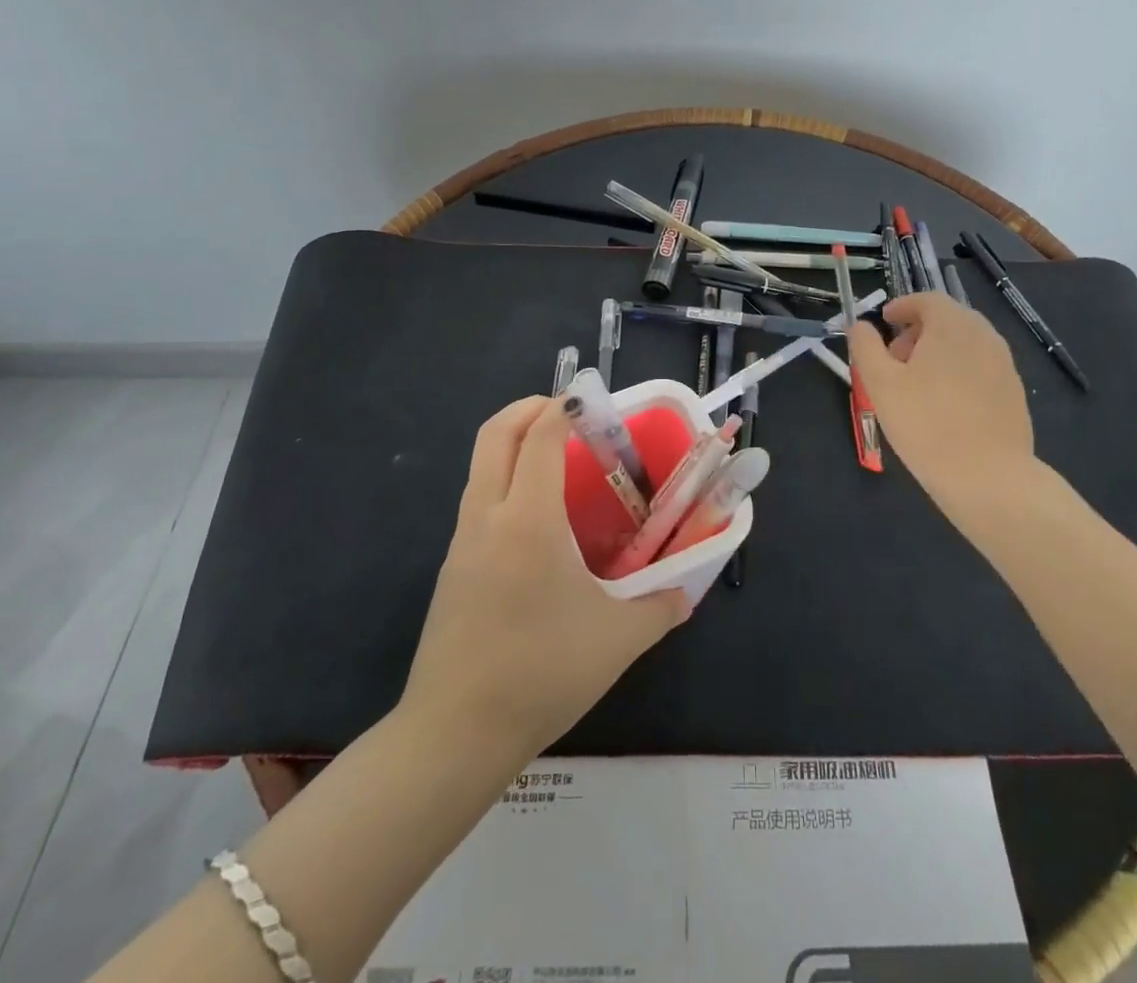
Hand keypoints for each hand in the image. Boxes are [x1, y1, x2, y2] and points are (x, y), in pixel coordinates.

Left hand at [401, 396, 689, 758]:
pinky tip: (538, 523)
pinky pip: (478, 501)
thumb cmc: (540, 673)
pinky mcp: (451, 568)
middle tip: (568, 414)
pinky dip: (505, 482)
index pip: (539, 437)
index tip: (591, 401)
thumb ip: (659, 608)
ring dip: (513, 445)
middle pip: (494, 434)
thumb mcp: (617, 640)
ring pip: (480, 466)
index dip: (563, 407)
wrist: (453, 735)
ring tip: (558, 463)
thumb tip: (684, 593)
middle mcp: (487, 517)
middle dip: (528, 409)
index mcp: (528, 520)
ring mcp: (461, 542)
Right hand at [848, 293, 1038, 526]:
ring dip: (938, 352)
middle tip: (894, 359)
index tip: (885, 322)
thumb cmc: (926, 424)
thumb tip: (860, 326)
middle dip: (918, 331)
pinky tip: (944, 406)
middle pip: (948, 319)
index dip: (903, 306)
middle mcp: (984, 335)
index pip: (927, 299)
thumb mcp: (880, 383)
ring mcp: (1004, 364)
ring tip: (916, 386)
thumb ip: (865, 347)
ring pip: (965, 344)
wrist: (989, 477)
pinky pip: (980, 368)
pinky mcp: (1014, 392)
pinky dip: (958, 372)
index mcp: (952, 325)